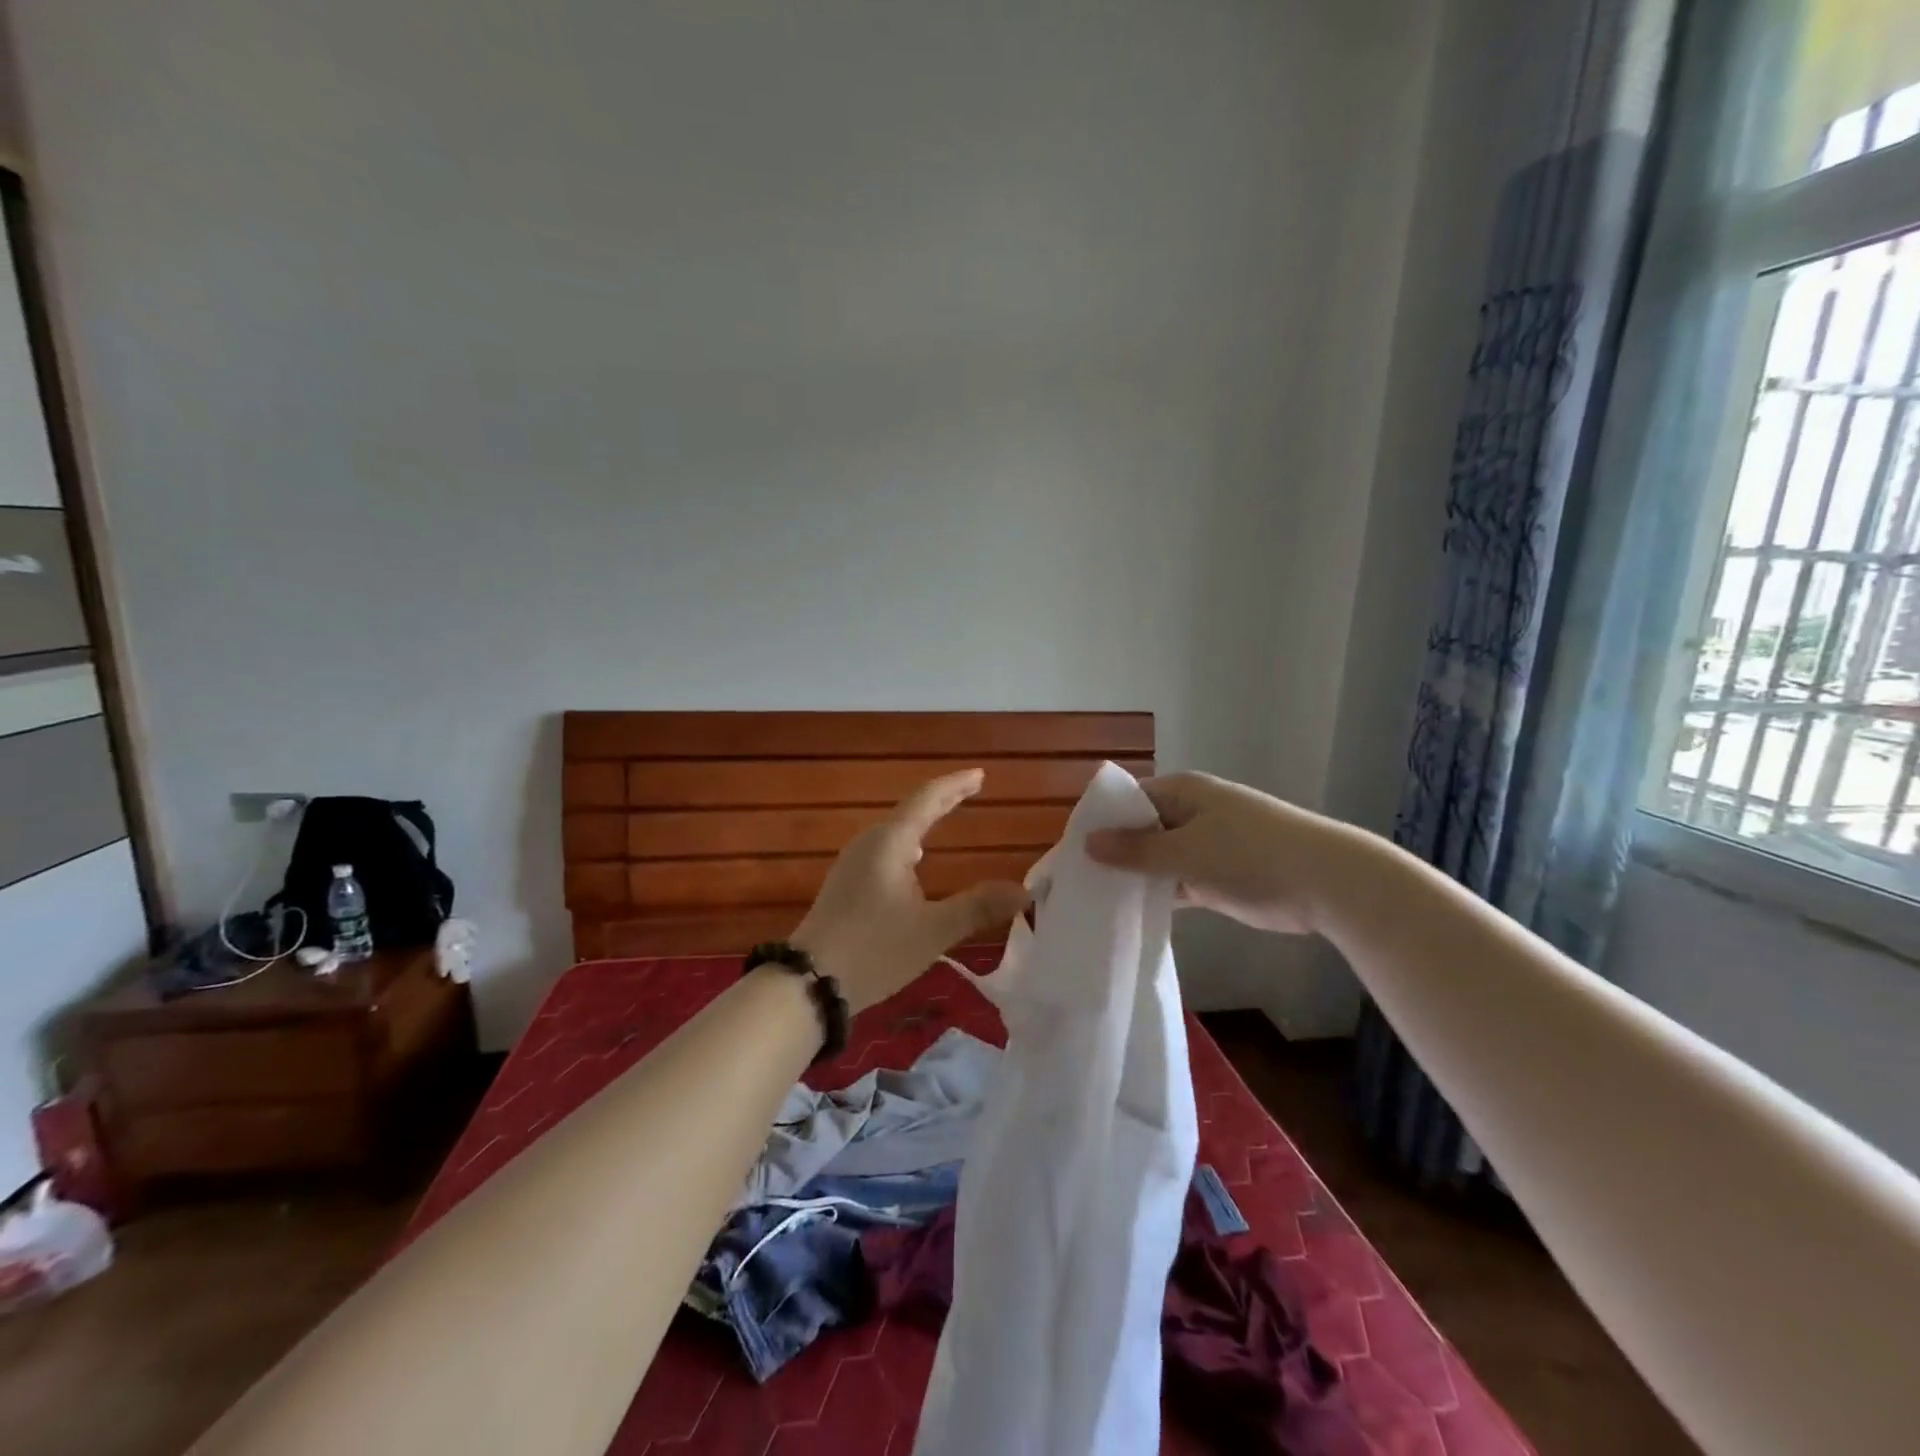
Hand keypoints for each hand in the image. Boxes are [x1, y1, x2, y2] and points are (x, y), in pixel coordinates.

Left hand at [790, 770, 1029, 1013]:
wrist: (808, 983)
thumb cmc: (874, 949)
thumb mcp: (934, 930)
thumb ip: (979, 907)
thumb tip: (1023, 892)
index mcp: (891, 842)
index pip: (928, 799)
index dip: (955, 785)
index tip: (980, 775)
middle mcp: (869, 843)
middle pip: (910, 811)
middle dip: (942, 801)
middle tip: (970, 791)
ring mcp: (852, 864)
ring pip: (895, 832)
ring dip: (923, 822)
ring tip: (945, 816)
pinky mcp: (845, 886)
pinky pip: (884, 850)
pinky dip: (908, 844)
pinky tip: (914, 863)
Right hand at [1084, 771, 1361, 935]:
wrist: (1329, 883)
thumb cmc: (1252, 855)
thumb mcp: (1187, 852)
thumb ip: (1136, 850)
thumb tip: (1088, 843)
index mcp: (1182, 792)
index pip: (1126, 801)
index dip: (1097, 824)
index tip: (1068, 853)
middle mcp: (1189, 812)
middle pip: (1139, 830)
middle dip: (1112, 854)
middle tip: (1075, 883)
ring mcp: (1204, 845)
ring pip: (1156, 859)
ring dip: (1133, 877)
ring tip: (1093, 902)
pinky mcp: (1216, 876)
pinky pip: (1175, 882)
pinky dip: (1157, 895)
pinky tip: (1128, 914)